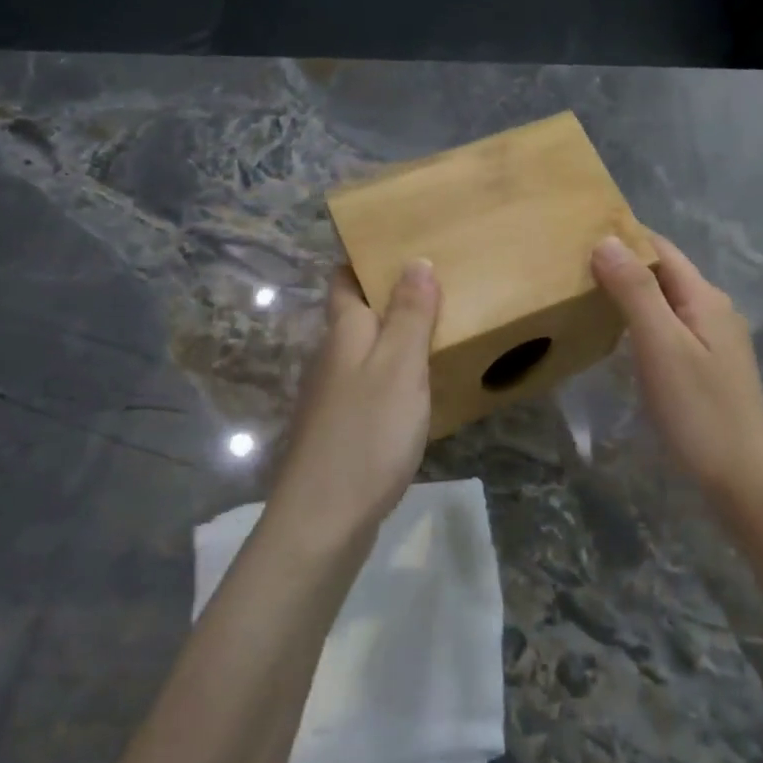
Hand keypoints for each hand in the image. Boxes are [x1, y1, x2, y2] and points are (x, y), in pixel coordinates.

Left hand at [268, 261, 440, 542]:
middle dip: (389, 295)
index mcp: (344, 333)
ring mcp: (332, 395)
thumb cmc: (367, 434)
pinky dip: (394, 373)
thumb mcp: (400, 367)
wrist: (323, 519)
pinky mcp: (340, 428)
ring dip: (394, 335)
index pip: (344, 279)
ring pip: (364, 350)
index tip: (402, 243)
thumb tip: (416, 260)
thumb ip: (410, 315)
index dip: (365, 258)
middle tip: (439, 282)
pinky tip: (420, 387)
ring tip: (439, 327)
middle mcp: (331, 356)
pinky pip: (369, 384)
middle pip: (355, 313)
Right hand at [592, 233, 762, 501]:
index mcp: (706, 298)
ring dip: (632, 294)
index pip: (662, 250)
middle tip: (573, 266)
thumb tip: (606, 240)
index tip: (579, 233)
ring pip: (667, 303)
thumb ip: (635, 292)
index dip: (625, 237)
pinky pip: (670, 329)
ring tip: (587, 296)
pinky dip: (642, 322)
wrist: (743, 479)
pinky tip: (620, 338)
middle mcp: (714, 311)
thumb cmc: (699, 410)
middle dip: (624, 264)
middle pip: (666, 274)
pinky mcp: (708, 369)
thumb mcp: (661, 345)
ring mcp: (714, 342)